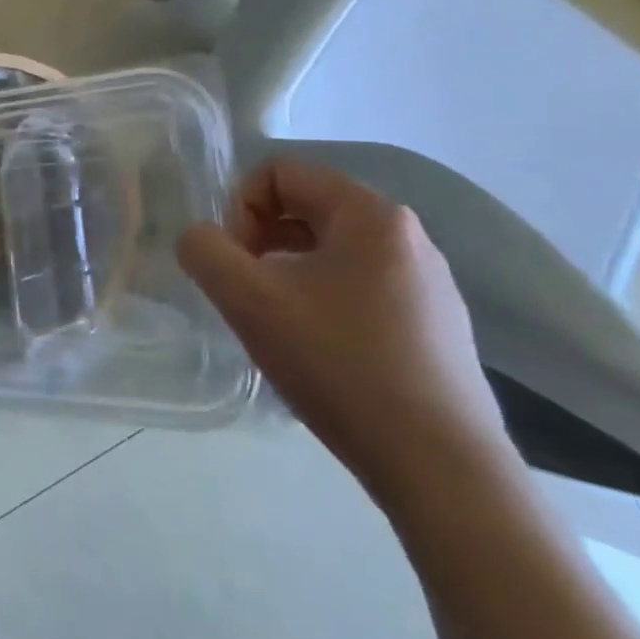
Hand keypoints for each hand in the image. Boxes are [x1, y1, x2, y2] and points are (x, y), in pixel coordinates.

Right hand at [177, 157, 518, 508]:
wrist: (439, 466)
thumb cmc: (339, 364)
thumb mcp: (248, 299)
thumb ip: (204, 251)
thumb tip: (199, 239)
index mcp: (371, 215)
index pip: (281, 172)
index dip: (239, 206)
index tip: (234, 261)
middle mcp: (407, 236)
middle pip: (306, 207)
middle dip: (260, 238)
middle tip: (245, 290)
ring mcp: (428, 283)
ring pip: (330, 250)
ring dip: (286, 271)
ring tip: (275, 322)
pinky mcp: (434, 325)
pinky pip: (358, 286)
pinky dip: (320, 300)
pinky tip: (316, 350)